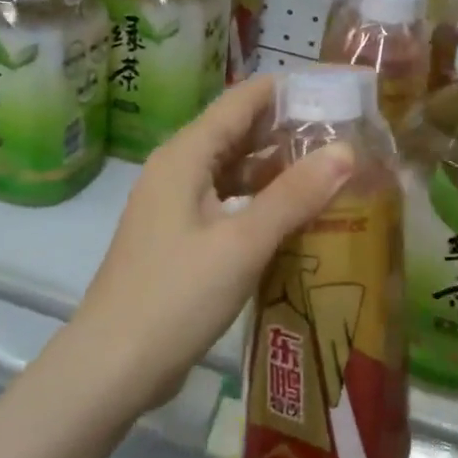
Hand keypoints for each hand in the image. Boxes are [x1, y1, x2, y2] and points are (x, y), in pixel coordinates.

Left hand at [72, 75, 354, 414]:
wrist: (111, 367)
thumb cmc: (175, 297)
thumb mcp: (242, 243)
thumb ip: (294, 195)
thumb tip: (346, 151)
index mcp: (185, 156)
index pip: (241, 100)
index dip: (287, 89)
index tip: (335, 89)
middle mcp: (177, 169)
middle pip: (237, 131)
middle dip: (288, 127)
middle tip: (346, 131)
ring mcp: (175, 205)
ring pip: (232, 169)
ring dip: (276, 165)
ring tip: (330, 167)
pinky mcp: (180, 237)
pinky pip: (226, 200)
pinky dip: (260, 199)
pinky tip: (295, 214)